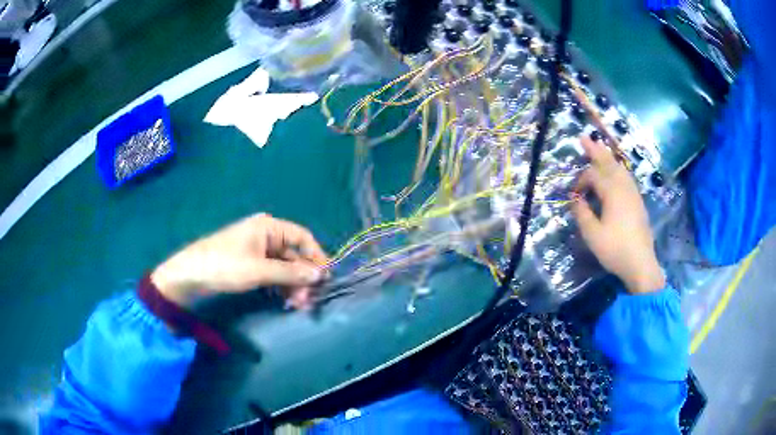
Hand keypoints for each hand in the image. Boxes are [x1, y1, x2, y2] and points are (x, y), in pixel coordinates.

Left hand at [151, 214, 327, 308]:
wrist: (190, 275)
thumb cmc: (224, 266)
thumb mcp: (259, 270)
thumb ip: (291, 273)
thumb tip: (321, 275)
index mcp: (268, 227)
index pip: (302, 238)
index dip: (317, 257)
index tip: (326, 279)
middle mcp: (265, 235)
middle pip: (294, 254)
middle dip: (303, 276)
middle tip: (308, 300)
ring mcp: (257, 250)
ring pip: (284, 266)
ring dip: (293, 284)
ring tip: (298, 304)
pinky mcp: (250, 264)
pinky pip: (273, 273)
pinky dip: (281, 286)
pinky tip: (286, 300)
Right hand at [570, 137, 664, 293]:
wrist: (641, 263)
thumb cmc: (615, 249)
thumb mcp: (593, 235)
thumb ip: (582, 214)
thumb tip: (575, 199)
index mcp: (612, 192)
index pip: (593, 175)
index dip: (580, 181)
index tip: (573, 195)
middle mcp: (624, 187)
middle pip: (609, 163)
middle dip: (596, 150)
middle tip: (584, 137)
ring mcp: (634, 193)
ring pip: (620, 168)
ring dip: (608, 157)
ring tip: (600, 149)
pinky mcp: (638, 202)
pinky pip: (627, 177)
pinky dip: (618, 168)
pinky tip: (616, 172)